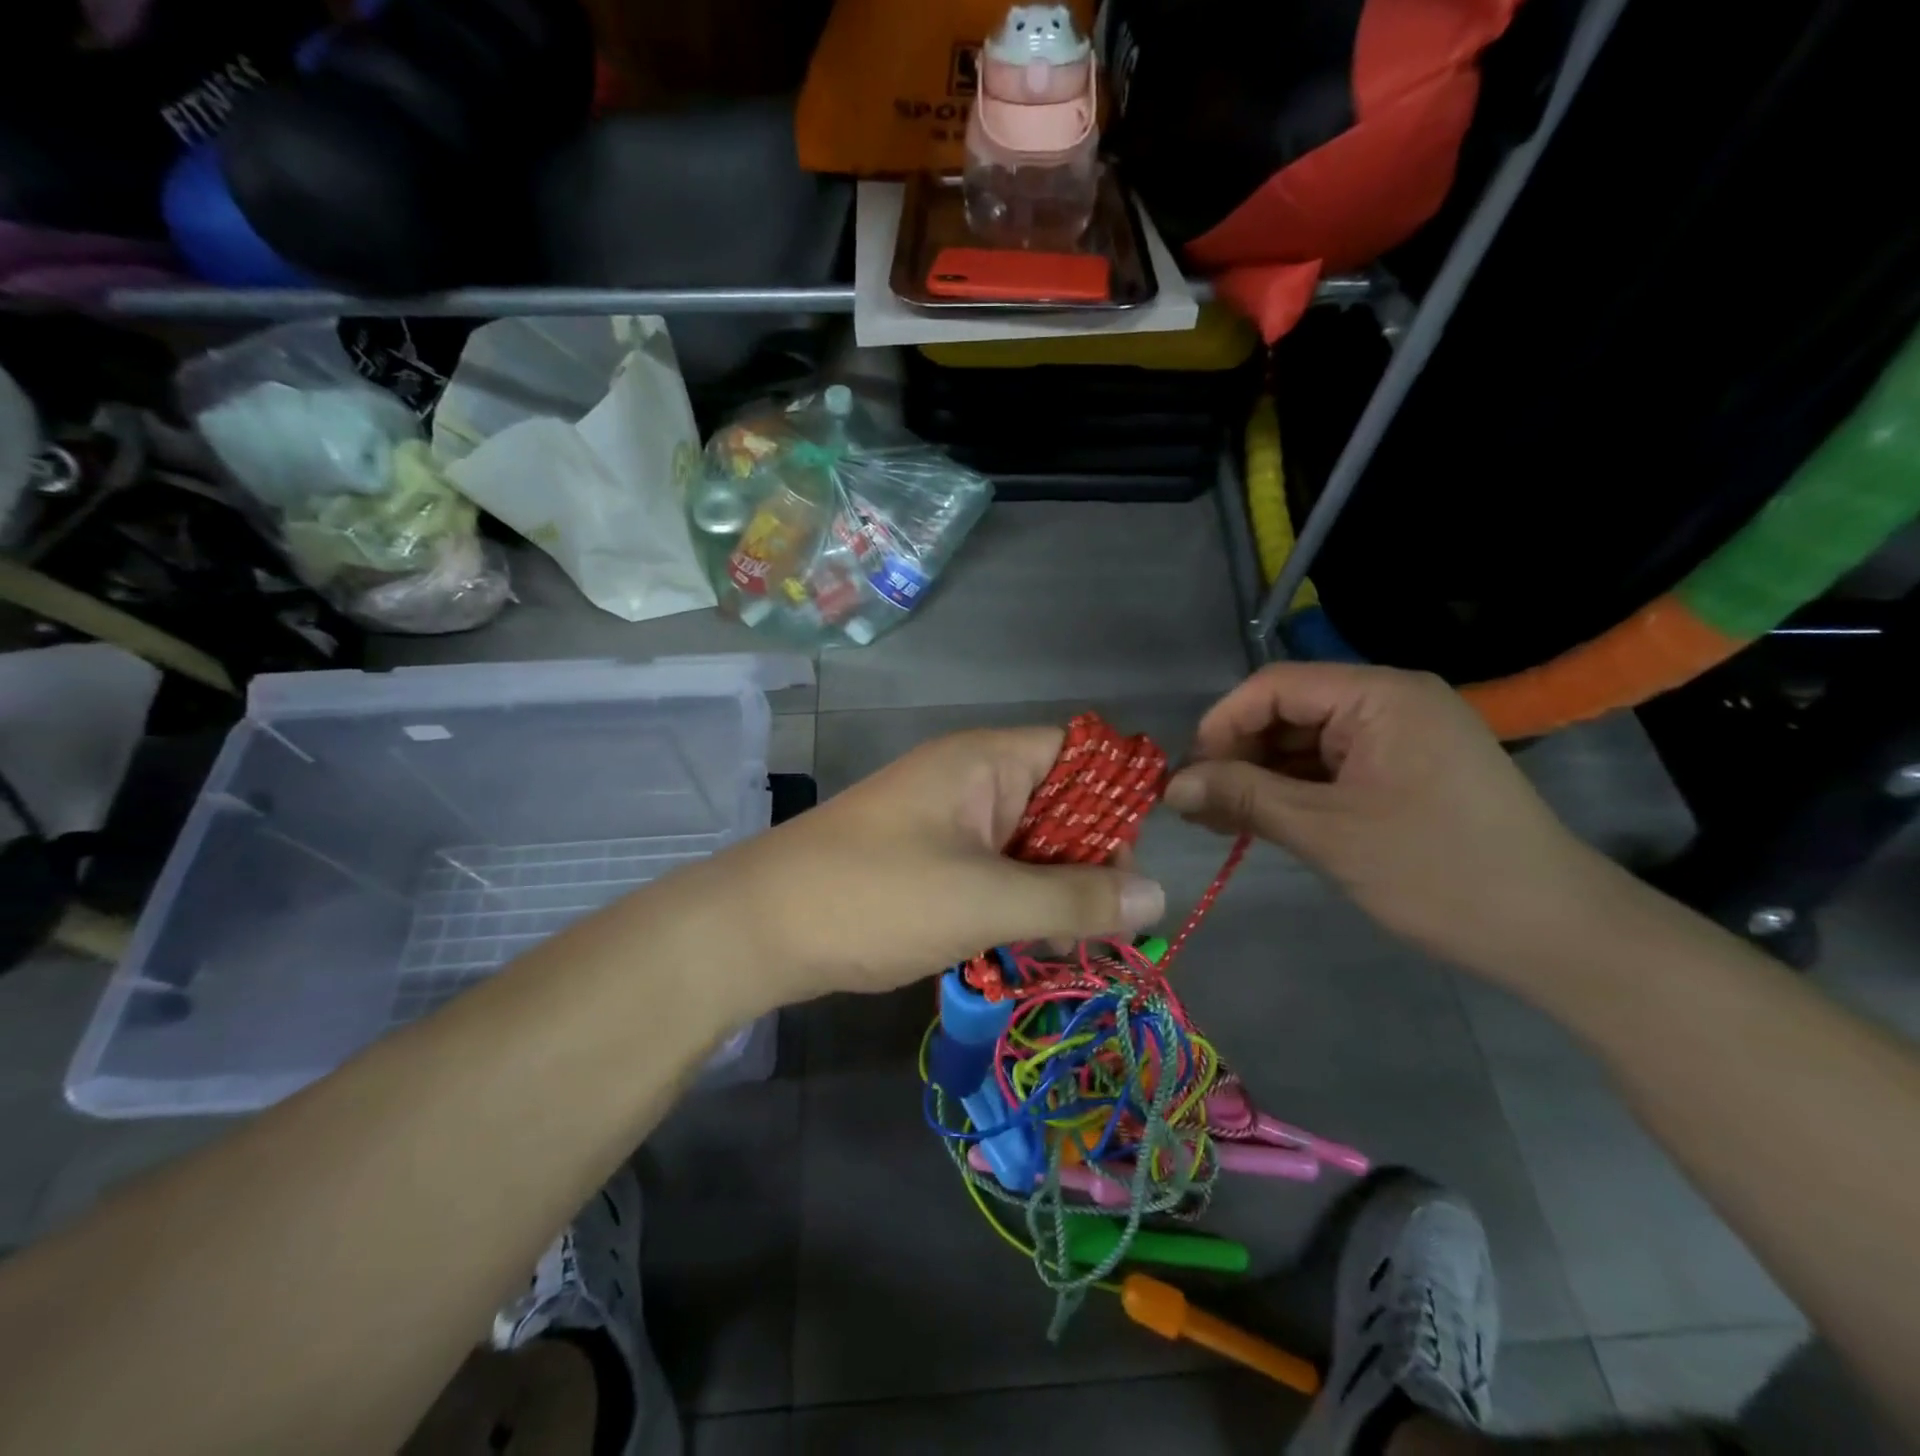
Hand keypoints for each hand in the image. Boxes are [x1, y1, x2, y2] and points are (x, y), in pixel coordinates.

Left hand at [721, 728, 1166, 1005]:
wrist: (758, 928)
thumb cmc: (875, 897)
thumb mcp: (985, 901)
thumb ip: (1074, 898)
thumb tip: (1159, 895)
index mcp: (984, 761)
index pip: (1079, 752)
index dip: (1117, 798)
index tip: (1133, 864)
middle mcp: (970, 780)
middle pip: (1060, 803)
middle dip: (1089, 860)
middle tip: (1104, 924)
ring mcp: (946, 821)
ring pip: (1028, 844)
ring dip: (1053, 890)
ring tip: (1065, 945)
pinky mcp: (928, 860)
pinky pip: (994, 871)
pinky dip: (1016, 903)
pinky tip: (1024, 947)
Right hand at [1162, 663, 1621, 979]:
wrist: (1556, 933)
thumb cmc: (1439, 871)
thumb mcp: (1327, 832)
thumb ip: (1243, 798)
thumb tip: (1170, 788)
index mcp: (1380, 696)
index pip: (1274, 687)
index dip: (1221, 726)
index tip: (1187, 778)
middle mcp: (1390, 702)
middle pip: (1288, 712)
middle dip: (1237, 757)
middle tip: (1197, 808)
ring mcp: (1400, 738)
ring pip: (1305, 744)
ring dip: (1260, 779)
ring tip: (1220, 821)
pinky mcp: (1405, 772)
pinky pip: (1331, 769)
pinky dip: (1293, 792)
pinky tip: (1262, 822)